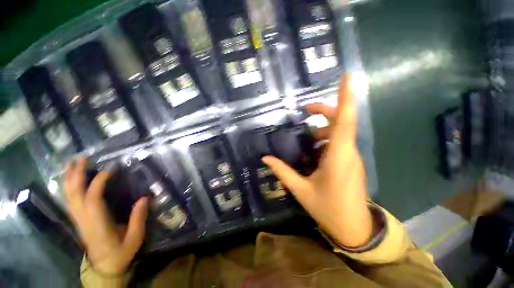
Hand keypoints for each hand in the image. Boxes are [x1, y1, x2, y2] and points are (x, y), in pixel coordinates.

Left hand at [63, 158, 147, 274]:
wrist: (105, 267)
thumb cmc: (121, 252)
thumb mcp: (135, 238)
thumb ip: (138, 218)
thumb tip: (145, 198)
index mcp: (98, 223)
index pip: (92, 198)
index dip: (98, 182)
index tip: (109, 170)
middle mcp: (83, 219)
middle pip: (74, 194)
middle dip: (76, 175)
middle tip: (83, 158)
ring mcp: (78, 219)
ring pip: (69, 196)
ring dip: (69, 179)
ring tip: (72, 164)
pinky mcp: (78, 220)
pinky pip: (70, 201)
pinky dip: (68, 188)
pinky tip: (71, 180)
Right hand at [262, 74, 373, 247]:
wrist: (353, 227)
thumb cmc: (329, 209)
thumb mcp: (301, 190)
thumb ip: (283, 172)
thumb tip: (266, 158)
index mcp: (338, 157)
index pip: (345, 121)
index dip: (346, 98)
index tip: (347, 77)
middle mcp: (348, 152)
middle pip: (341, 122)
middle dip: (324, 112)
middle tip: (306, 110)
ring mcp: (351, 157)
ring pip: (339, 132)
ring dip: (322, 129)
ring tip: (306, 136)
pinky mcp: (349, 162)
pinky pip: (338, 143)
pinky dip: (325, 140)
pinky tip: (312, 149)